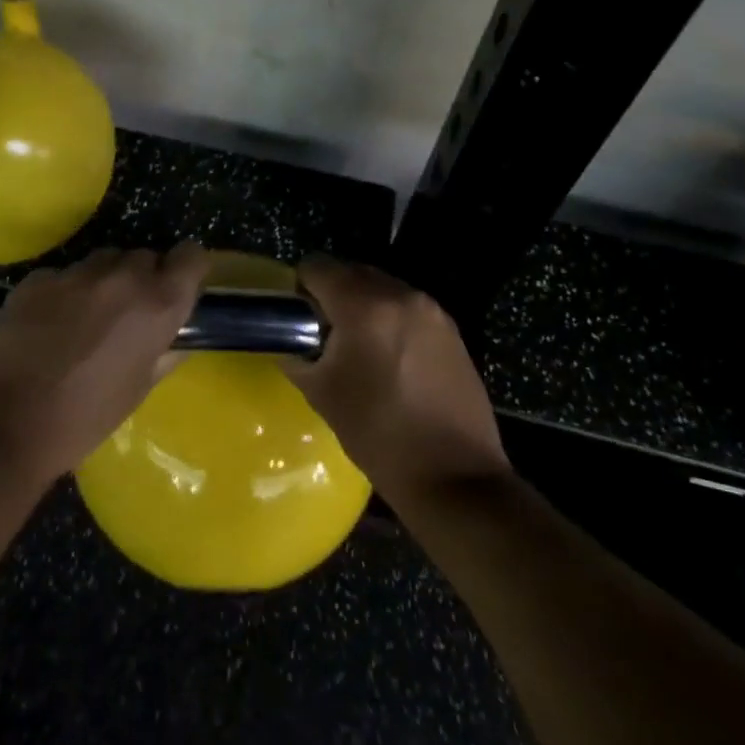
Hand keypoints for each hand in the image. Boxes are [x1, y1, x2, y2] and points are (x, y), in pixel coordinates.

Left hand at [0, 244, 211, 487]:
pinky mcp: (35, 279)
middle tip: (128, 315)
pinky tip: (46, 327)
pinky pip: (61, 276)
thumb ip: (164, 354)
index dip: (188, 268)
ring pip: (101, 262)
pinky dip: (62, 293)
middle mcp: (120, 277)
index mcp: (155, 304)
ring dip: (102, 282)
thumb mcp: (137, 391)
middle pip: (143, 256)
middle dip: (142, 279)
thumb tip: (176, 339)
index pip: (191, 256)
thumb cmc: (83, 420)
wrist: (3, 426)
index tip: (179, 286)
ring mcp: (73, 273)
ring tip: (85, 320)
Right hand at [281, 256, 508, 500]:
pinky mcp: (451, 329)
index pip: (317, 267)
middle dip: (332, 294)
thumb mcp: (322, 394)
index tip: (298, 318)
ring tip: (358, 348)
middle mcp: (400, 294)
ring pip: (381, 287)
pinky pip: (406, 306)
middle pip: (351, 272)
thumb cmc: (379, 435)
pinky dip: (389, 318)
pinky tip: (389, 358)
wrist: (454, 477)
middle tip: (323, 334)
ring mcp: (430, 309)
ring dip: (362, 304)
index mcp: (364, 306)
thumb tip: (289, 340)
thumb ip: (298, 354)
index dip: (300, 288)